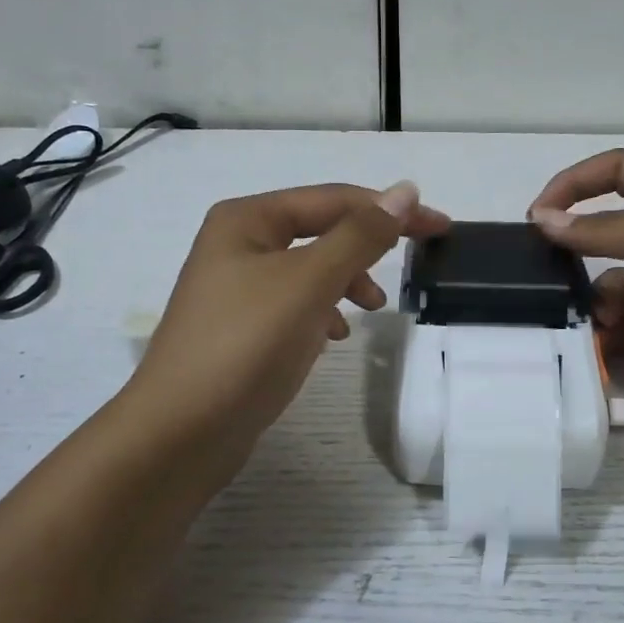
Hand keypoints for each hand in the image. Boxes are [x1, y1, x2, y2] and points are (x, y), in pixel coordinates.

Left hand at [127, 181, 449, 456]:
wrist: (181, 432)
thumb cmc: (245, 346)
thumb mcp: (308, 283)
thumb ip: (359, 236)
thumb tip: (405, 191)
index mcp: (247, 220)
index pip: (334, 200)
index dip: (390, 210)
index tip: (442, 227)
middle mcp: (237, 245)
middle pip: (320, 231)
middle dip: (367, 247)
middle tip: (412, 266)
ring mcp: (236, 289)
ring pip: (309, 271)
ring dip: (346, 280)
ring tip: (371, 309)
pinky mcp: (241, 329)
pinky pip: (295, 305)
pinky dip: (322, 312)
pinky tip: (333, 336)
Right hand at [529, 150, 623, 446]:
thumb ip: (610, 230)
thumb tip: (544, 221)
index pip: (622, 173)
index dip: (576, 183)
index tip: (537, 216)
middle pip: (610, 234)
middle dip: (574, 250)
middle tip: (540, 277)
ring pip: (612, 290)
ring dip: (591, 304)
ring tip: (585, 325)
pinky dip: (606, 341)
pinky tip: (599, 352)